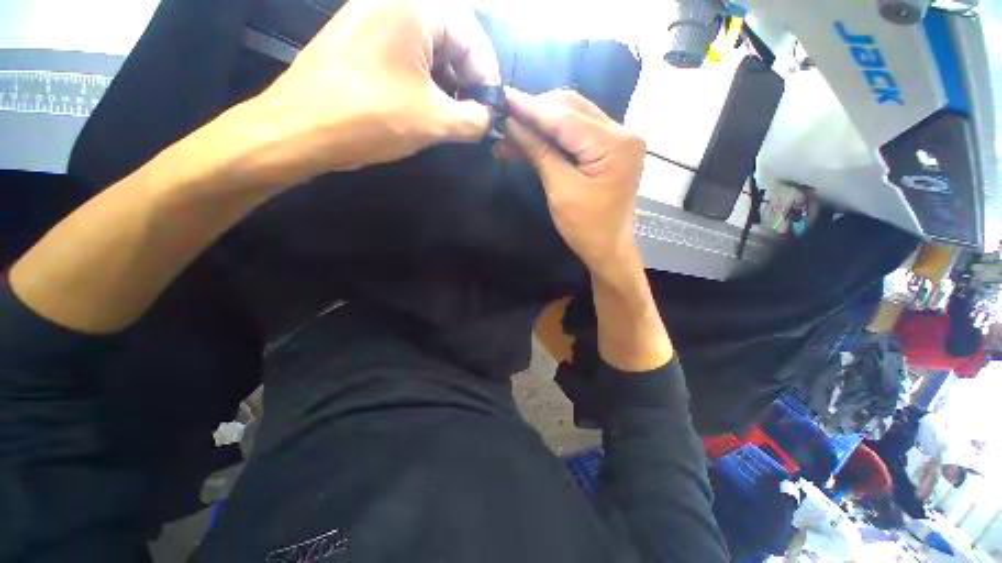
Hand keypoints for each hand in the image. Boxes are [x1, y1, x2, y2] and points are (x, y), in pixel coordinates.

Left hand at [242, 0, 499, 185]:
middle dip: (467, 79)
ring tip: (452, 115)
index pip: (471, 36)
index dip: (487, 75)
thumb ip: (473, 120)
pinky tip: (425, 106)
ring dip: (446, 82)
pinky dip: (422, 79)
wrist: (299, 129)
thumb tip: (490, 119)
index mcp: (414, 6)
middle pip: (449, 37)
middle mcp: (390, 1)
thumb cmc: (371, 117)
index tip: (491, 109)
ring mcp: (369, 17)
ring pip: (426, 47)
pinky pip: (402, 53)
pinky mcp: (356, 39)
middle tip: (473, 114)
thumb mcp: (434, 122)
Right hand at [502, 88, 645, 283]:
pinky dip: (555, 134)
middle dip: (537, 111)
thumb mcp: (560, 190)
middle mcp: (623, 132)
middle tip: (507, 117)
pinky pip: (579, 132)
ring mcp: (619, 140)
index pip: (566, 117)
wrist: (608, 249)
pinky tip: (534, 137)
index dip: (532, 108)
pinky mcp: (611, 149)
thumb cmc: (586, 227)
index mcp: (615, 144)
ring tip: (515, 129)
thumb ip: (539, 152)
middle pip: (573, 108)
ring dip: (544, 121)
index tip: (504, 97)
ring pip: (575, 116)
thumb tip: (513, 125)